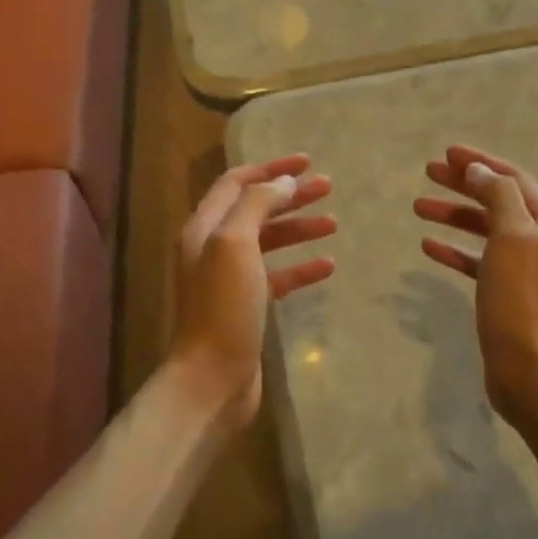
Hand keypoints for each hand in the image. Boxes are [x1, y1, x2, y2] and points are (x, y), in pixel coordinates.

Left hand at [170, 154, 335, 431]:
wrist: (212, 377)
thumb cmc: (223, 307)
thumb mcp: (235, 245)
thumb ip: (257, 206)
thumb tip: (282, 182)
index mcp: (204, 228)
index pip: (236, 184)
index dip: (269, 168)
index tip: (306, 161)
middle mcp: (214, 248)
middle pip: (255, 210)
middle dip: (290, 196)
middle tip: (327, 186)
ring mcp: (230, 279)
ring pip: (269, 242)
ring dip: (299, 229)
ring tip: (333, 222)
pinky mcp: (248, 306)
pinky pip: (278, 277)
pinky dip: (301, 268)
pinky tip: (328, 265)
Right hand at [414, 145, 537, 425]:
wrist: (532, 369)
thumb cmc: (521, 298)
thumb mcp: (513, 236)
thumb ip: (498, 196)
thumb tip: (480, 170)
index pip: (512, 178)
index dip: (480, 162)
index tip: (446, 153)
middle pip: (497, 200)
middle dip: (463, 184)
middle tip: (428, 173)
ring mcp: (525, 268)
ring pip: (485, 230)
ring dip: (454, 215)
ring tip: (418, 207)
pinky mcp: (507, 294)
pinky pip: (478, 261)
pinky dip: (455, 250)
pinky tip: (428, 246)